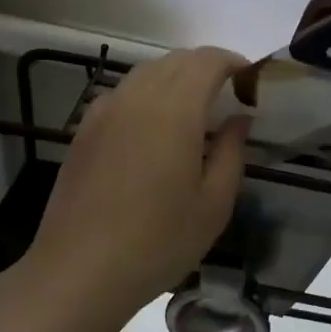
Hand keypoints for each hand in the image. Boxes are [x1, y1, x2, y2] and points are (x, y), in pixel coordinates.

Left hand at [29, 47, 250, 316]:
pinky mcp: (84, 129)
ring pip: (147, 72)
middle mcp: (138, 97)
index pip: (208, 60)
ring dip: (176, 78)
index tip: (251, 83)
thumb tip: (239, 118)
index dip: (234, 62)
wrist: (79, 271)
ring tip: (193, 112)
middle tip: (228, 97)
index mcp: (175, 110)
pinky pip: (123, 93)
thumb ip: (232, 151)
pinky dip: (147, 95)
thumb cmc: (157, 242)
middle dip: (207, 68)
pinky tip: (152, 129)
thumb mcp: (213, 204)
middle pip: (177, 60)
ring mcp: (105, 110)